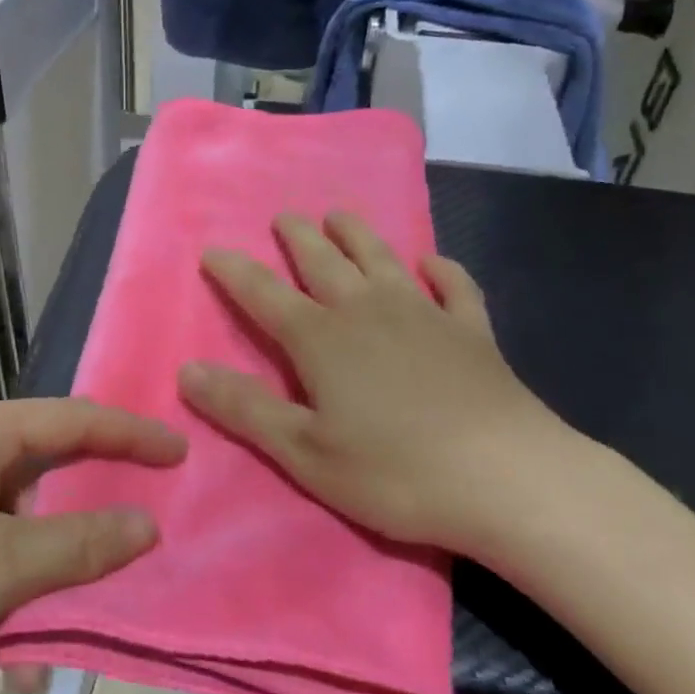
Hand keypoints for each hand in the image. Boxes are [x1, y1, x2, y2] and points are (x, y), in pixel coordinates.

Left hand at [0, 399, 184, 693]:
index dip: (133, 436)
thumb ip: (82, 544)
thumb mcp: (3, 566)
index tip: (182, 453)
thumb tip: (147, 524)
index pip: (78, 419)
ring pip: (15, 532)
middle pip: (47, 481)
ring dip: (33, 590)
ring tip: (27, 655)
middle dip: (78, 539)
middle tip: (122, 560)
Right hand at [178, 211, 577, 556]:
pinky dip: (441, 269)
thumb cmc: (394, 472)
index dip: (234, 272)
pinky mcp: (472, 331)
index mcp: (322, 339)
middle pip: (324, 262)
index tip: (212, 250)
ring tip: (339, 216)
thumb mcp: (304, 452)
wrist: (507, 477)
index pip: (264, 294)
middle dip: (298, 238)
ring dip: (358, 234)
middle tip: (285, 216)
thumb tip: (187, 370)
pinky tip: (433, 263)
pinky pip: (454, 287)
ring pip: (383, 259)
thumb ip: (245, 409)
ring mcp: (425, 315)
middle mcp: (368, 311)